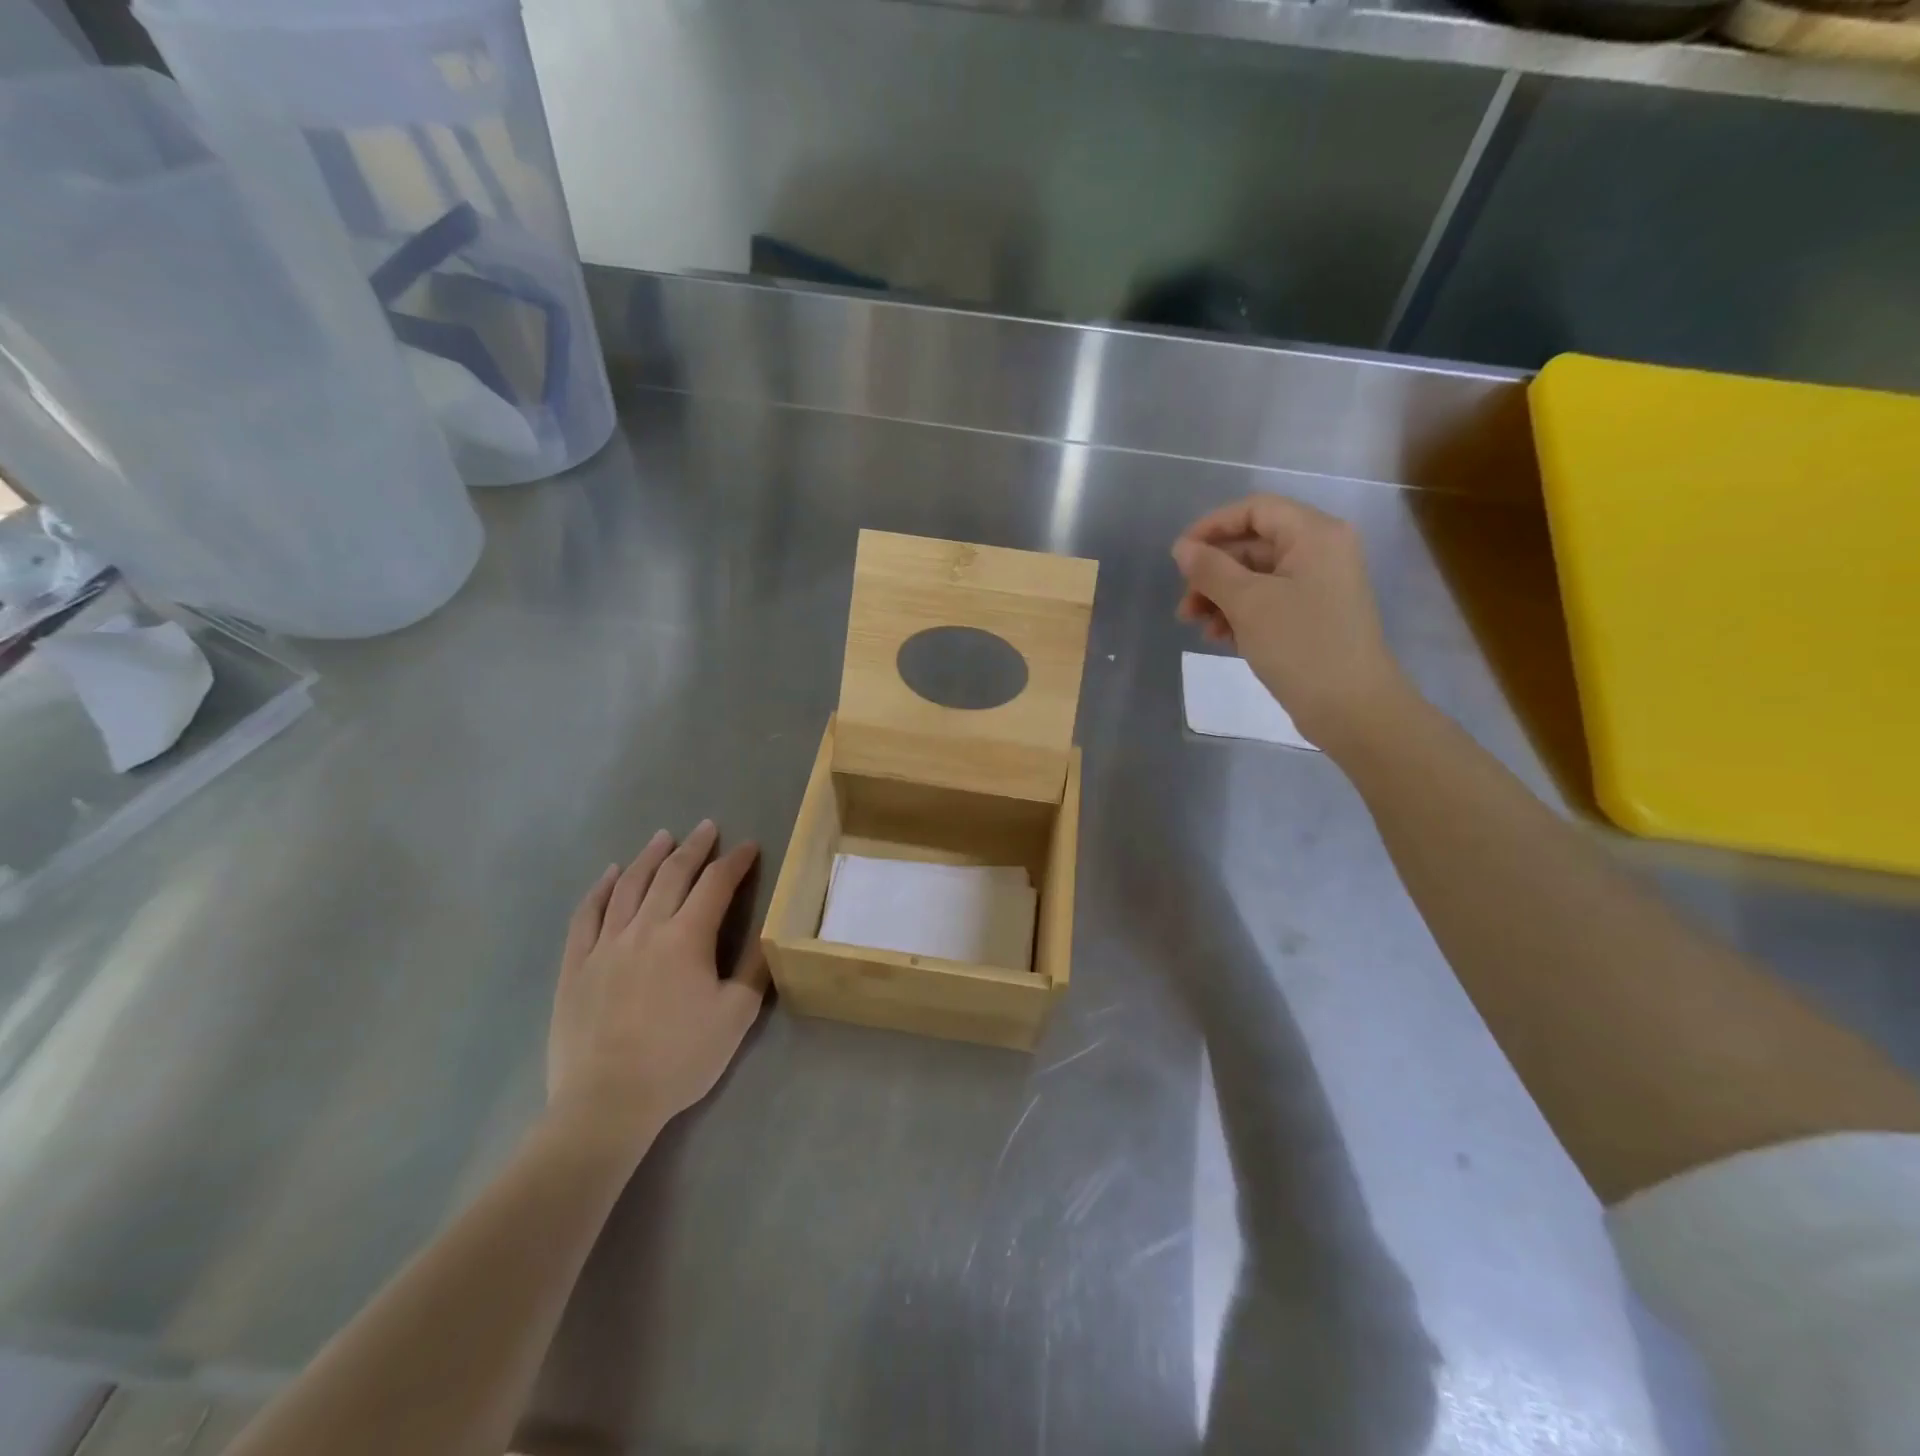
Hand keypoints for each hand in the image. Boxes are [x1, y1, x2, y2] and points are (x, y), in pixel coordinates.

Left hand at [546, 821, 767, 1163]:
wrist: (606, 1102)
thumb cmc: (680, 1059)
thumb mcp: (736, 1016)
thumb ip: (754, 969)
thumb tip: (770, 932)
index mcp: (687, 938)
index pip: (716, 885)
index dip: (735, 862)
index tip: (749, 847)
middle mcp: (645, 928)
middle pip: (672, 874)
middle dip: (694, 847)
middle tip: (707, 827)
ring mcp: (605, 944)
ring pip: (629, 886)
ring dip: (650, 857)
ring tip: (664, 837)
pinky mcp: (575, 964)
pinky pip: (587, 914)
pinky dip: (601, 888)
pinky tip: (611, 874)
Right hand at [1173, 494, 1409, 751]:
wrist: (1352, 707)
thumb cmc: (1301, 645)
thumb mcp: (1248, 603)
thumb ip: (1211, 570)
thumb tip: (1183, 548)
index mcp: (1314, 534)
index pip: (1254, 510)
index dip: (1212, 527)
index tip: (1179, 557)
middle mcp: (1321, 551)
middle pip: (1253, 544)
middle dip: (1213, 572)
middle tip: (1185, 604)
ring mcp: (1319, 585)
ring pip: (1256, 576)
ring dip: (1221, 596)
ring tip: (1197, 625)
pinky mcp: (1313, 615)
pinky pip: (1268, 600)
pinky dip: (1241, 613)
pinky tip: (1220, 637)